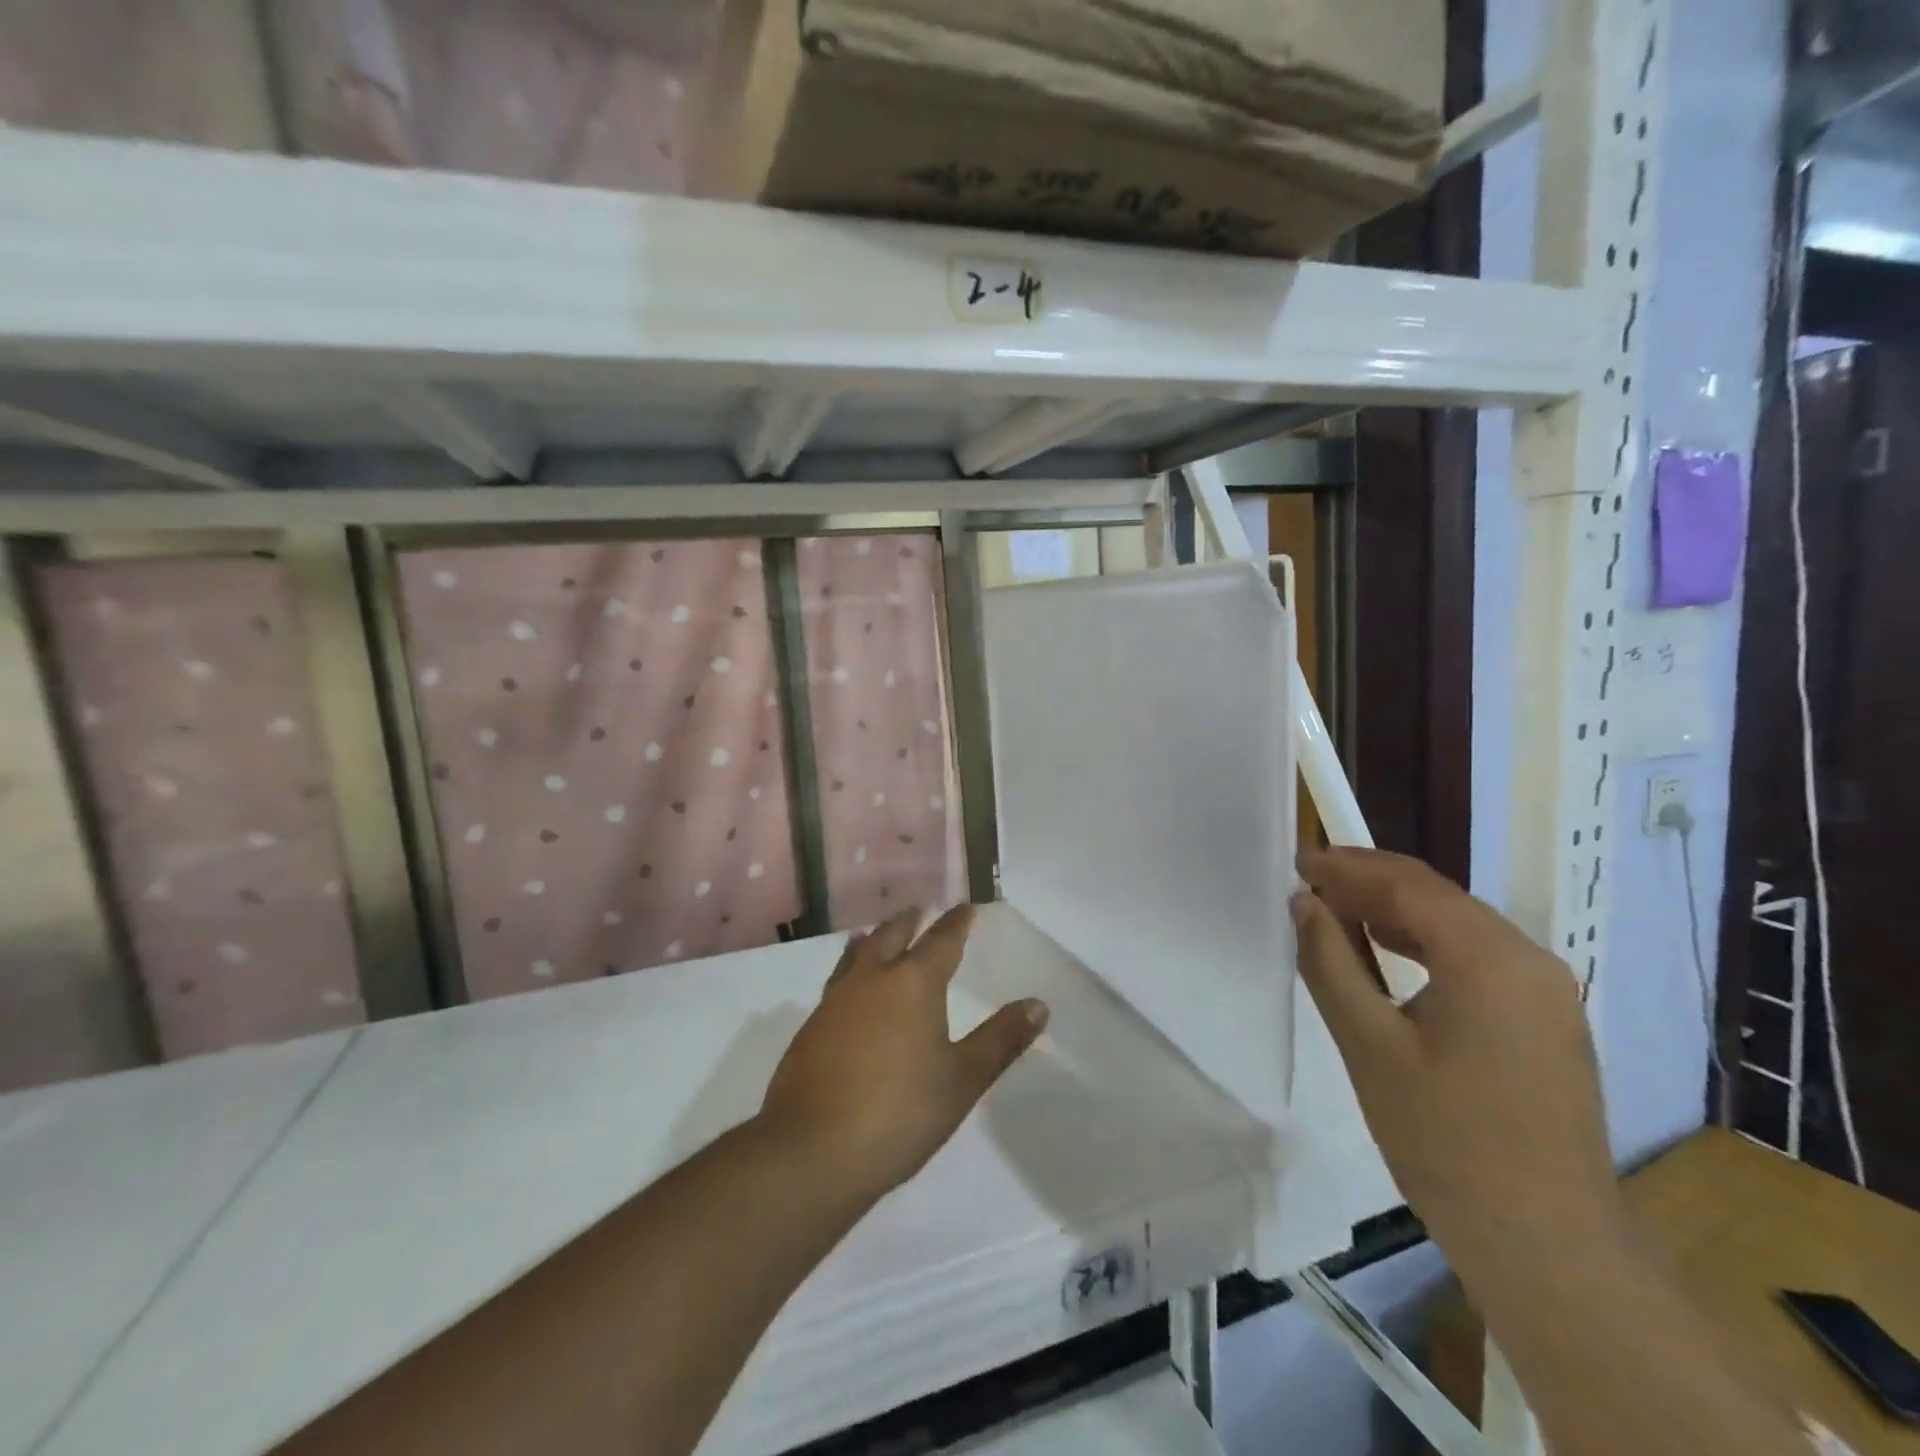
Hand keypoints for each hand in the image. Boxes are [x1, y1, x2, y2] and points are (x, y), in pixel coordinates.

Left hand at [759, 905, 1049, 1202]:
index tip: (965, 908)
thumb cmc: (899, 1113)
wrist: (812, 1151)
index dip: (956, 923)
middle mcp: (871, 980)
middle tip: (919, 910)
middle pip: (892, 936)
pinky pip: (837, 981)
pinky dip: (850, 969)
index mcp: (913, 984)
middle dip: (909, 922)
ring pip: (858, 955)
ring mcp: (835, 1001)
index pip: (941, 941)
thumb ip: (1000, 1040)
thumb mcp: (962, 1080)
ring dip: (873, 940)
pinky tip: (849, 988)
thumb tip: (1038, 1005)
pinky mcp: (811, 1028)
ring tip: (876, 934)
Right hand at [1293, 848, 1624, 1270]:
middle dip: (1369, 883)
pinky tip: (1387, 952)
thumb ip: (1331, 962)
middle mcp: (1530, 960)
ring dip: (1396, 911)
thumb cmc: (1444, 1140)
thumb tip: (1303, 903)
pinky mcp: (1547, 1021)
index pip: (1408, 885)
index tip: (1296, 859)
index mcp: (1490, 959)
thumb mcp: (1368, 1044)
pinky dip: (1426, 944)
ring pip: (1458, 925)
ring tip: (1335, 912)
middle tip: (1308, 882)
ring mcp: (1547, 991)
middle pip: (1438, 897)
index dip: (1347, 866)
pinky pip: (1478, 958)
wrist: (1546, 1245)